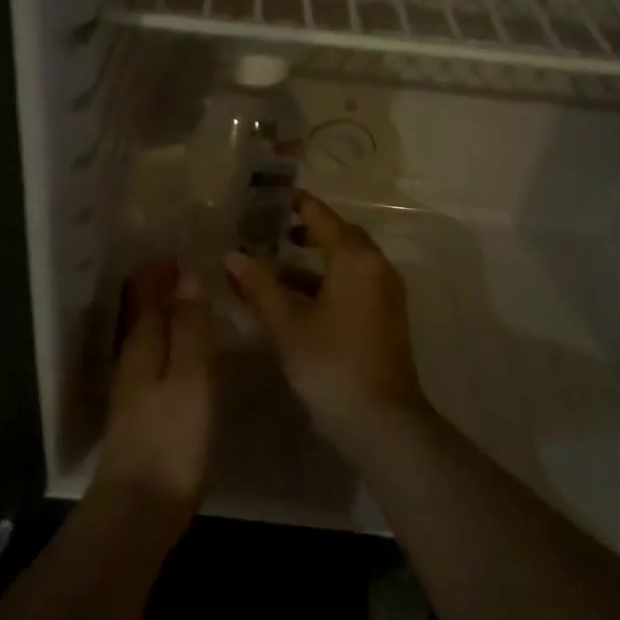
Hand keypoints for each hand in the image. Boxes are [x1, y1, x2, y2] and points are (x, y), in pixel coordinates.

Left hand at [94, 259, 214, 513]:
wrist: (141, 508)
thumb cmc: (171, 437)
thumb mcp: (191, 376)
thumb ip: (190, 326)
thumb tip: (186, 274)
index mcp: (141, 343)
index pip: (143, 291)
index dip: (160, 269)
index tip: (188, 252)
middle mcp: (131, 358)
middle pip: (140, 310)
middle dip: (162, 287)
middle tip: (197, 272)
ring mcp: (133, 387)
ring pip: (148, 334)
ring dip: (167, 313)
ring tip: (199, 304)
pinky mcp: (142, 411)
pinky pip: (156, 358)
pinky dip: (172, 341)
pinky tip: (192, 354)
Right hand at [224, 193, 428, 455]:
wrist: (382, 421)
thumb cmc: (331, 364)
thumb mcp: (287, 324)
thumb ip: (259, 286)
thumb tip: (233, 256)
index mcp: (355, 259)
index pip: (323, 218)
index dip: (297, 205)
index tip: (269, 197)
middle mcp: (376, 268)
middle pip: (340, 236)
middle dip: (307, 231)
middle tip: (270, 229)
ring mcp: (386, 294)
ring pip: (348, 262)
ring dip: (315, 260)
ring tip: (275, 264)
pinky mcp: (386, 317)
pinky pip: (354, 283)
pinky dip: (327, 281)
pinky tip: (297, 298)